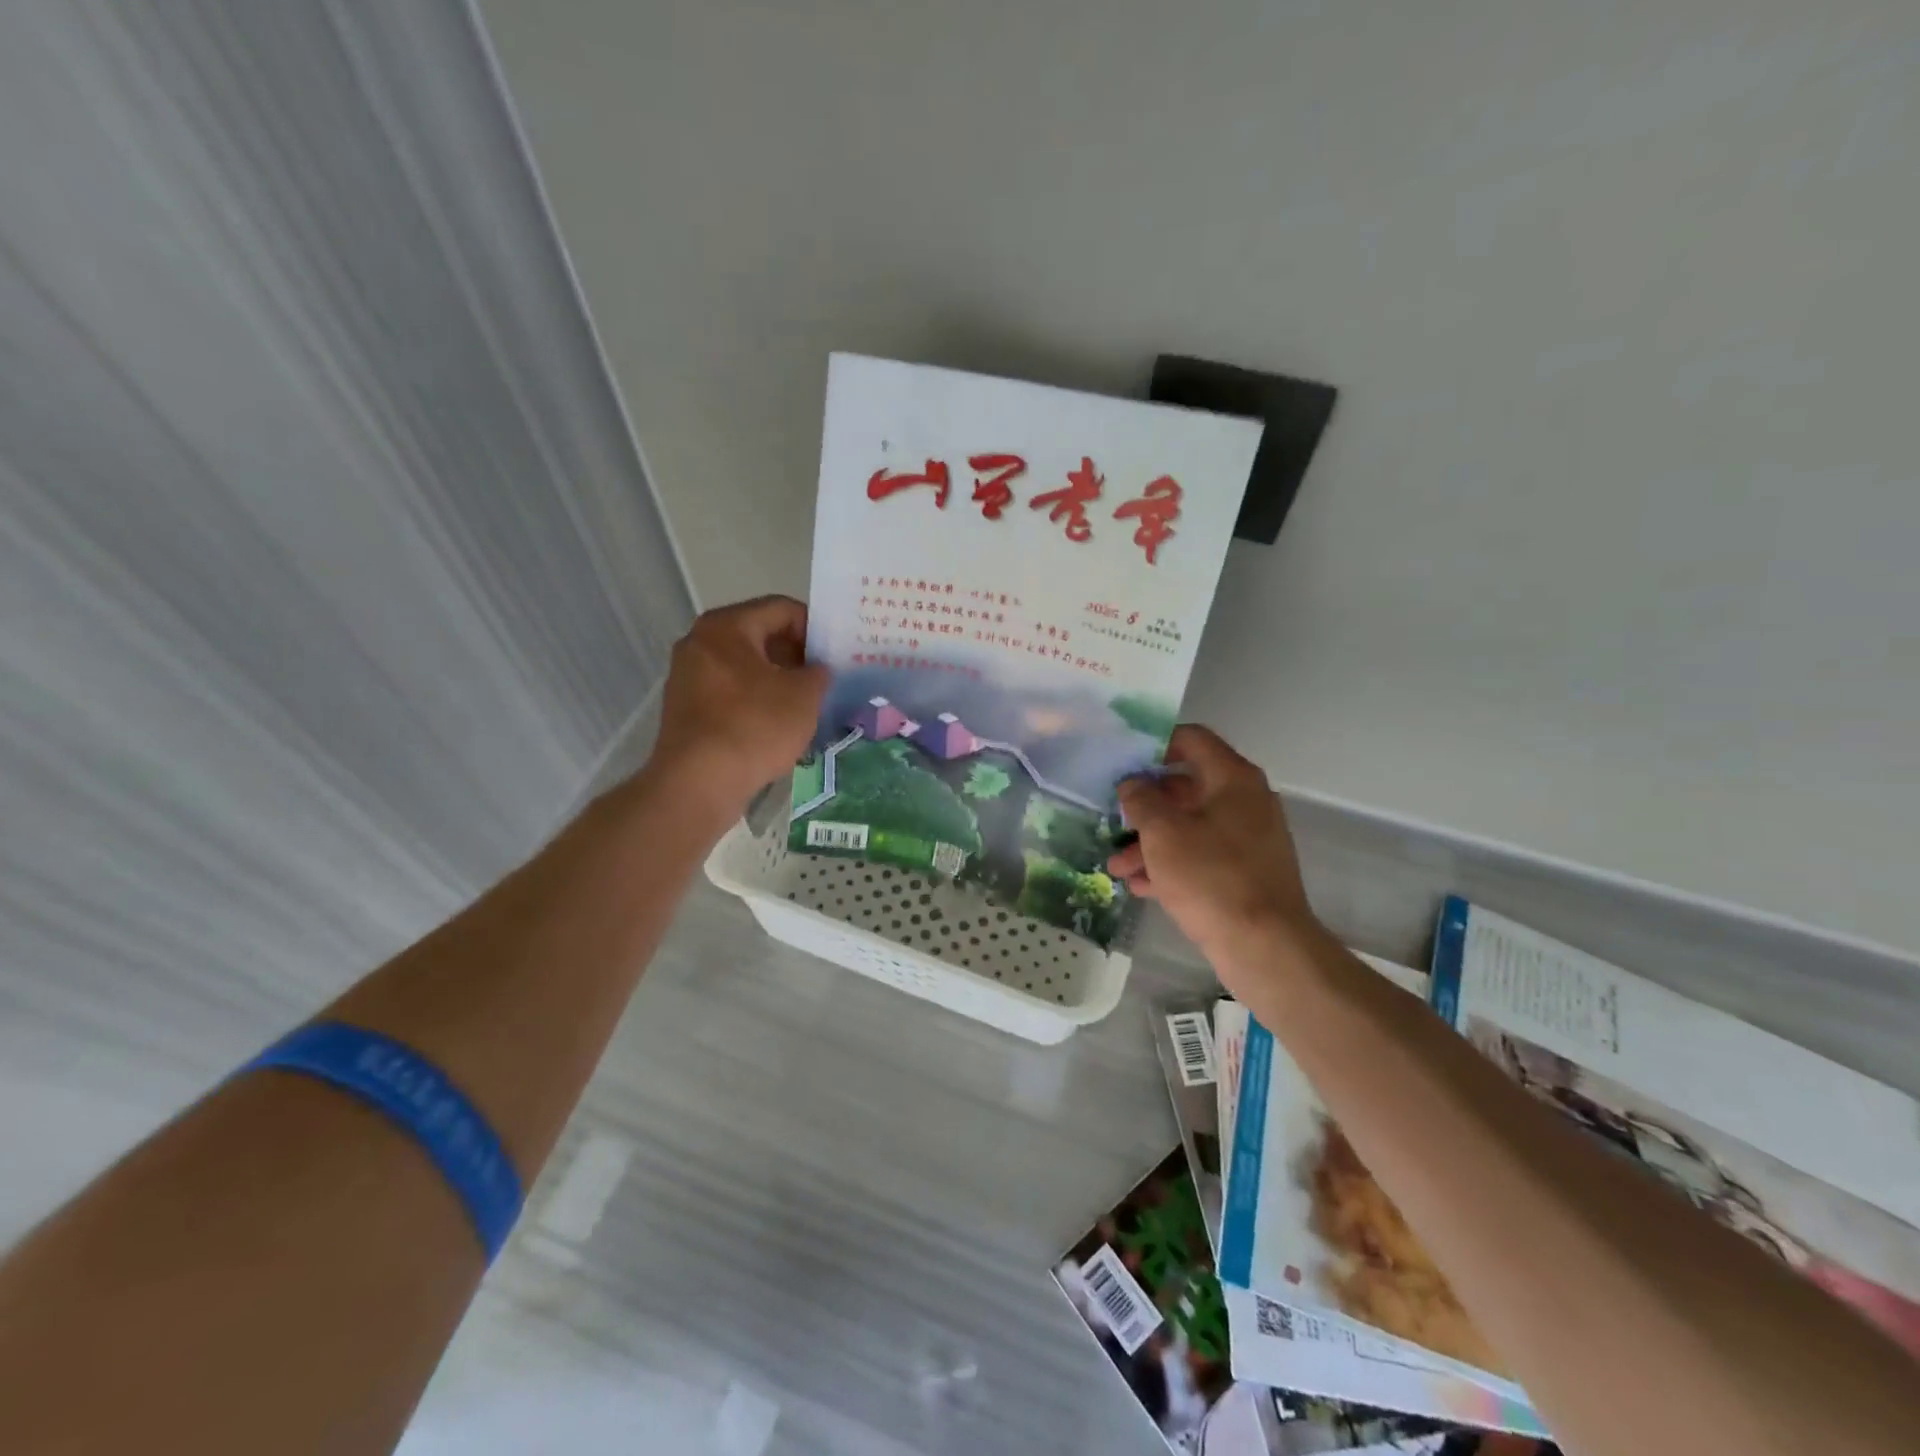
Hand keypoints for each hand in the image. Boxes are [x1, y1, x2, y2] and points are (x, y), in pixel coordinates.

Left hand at [645, 596, 828, 819]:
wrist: (698, 783)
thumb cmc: (755, 727)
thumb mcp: (804, 696)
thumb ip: (818, 673)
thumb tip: (816, 671)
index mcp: (726, 626)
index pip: (781, 609)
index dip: (815, 627)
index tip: (835, 653)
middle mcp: (699, 642)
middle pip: (759, 635)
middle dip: (795, 654)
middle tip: (824, 678)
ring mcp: (687, 676)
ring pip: (744, 665)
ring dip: (777, 679)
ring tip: (805, 703)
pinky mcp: (685, 708)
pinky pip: (729, 691)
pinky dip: (755, 699)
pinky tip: (777, 724)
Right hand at [1105, 725, 1320, 965]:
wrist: (1265, 947)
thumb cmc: (1211, 877)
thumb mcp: (1163, 833)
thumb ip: (1141, 800)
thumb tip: (1133, 784)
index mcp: (1233, 779)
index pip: (1192, 740)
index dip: (1155, 744)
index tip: (1123, 760)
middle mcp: (1245, 802)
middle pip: (1185, 788)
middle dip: (1144, 806)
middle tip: (1113, 819)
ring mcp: (1247, 840)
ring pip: (1189, 827)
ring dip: (1150, 843)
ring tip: (1116, 868)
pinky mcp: (1244, 874)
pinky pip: (1201, 857)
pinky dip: (1171, 865)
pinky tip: (1139, 885)